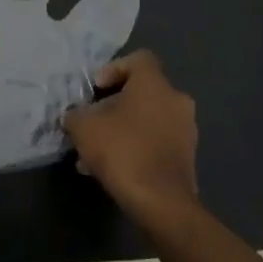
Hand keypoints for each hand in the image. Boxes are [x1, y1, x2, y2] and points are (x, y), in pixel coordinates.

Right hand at [63, 51, 197, 216]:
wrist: (161, 202)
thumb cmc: (122, 151)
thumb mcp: (83, 127)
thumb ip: (76, 114)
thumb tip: (76, 115)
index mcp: (155, 84)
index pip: (138, 59)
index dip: (113, 68)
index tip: (96, 89)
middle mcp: (176, 100)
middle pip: (141, 92)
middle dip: (113, 105)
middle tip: (92, 122)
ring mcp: (186, 130)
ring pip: (147, 119)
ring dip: (122, 129)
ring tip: (95, 153)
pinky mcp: (187, 157)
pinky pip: (156, 142)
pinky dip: (136, 147)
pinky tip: (113, 169)